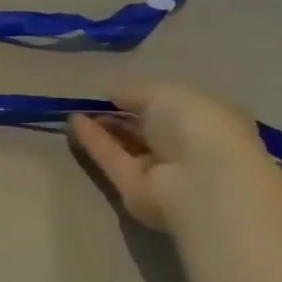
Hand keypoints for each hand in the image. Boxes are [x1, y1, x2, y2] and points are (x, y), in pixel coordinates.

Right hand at [68, 82, 267, 231]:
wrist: (200, 181)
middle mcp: (187, 148)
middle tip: (91, 103)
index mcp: (208, 121)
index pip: (173, 108)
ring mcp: (161, 171)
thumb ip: (136, 92)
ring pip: (127, 146)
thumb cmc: (196, 126)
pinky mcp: (135, 189)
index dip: (144, 99)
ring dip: (103, 128)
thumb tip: (115, 97)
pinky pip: (112, 159)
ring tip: (75, 110)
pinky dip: (93, 141)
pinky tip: (73, 123)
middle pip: (147, 129)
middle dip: (121, 115)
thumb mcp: (165, 93)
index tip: (117, 92)